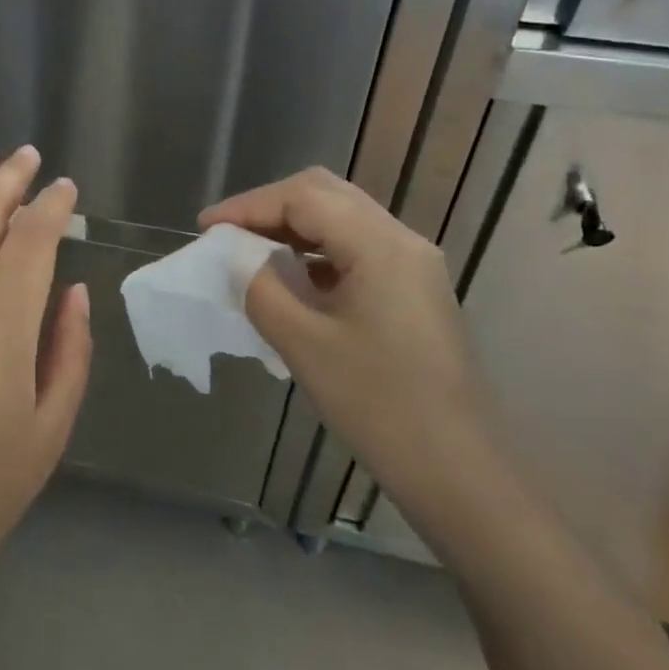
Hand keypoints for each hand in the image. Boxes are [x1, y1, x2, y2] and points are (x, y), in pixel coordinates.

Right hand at [200, 167, 489, 522]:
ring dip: (292, 228)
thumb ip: (259, 286)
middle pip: (325, 195)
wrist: (462, 474)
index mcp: (380, 244)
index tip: (205, 228)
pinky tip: (290, 279)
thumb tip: (232, 256)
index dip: (248, 205)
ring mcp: (412, 265)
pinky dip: (316, 252)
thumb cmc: (380, 406)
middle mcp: (402, 240)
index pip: (303, 197)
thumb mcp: (304, 344)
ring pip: (342, 220)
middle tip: (226, 235)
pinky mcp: (413, 291)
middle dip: (269, 208)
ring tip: (248, 253)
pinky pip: (355, 249)